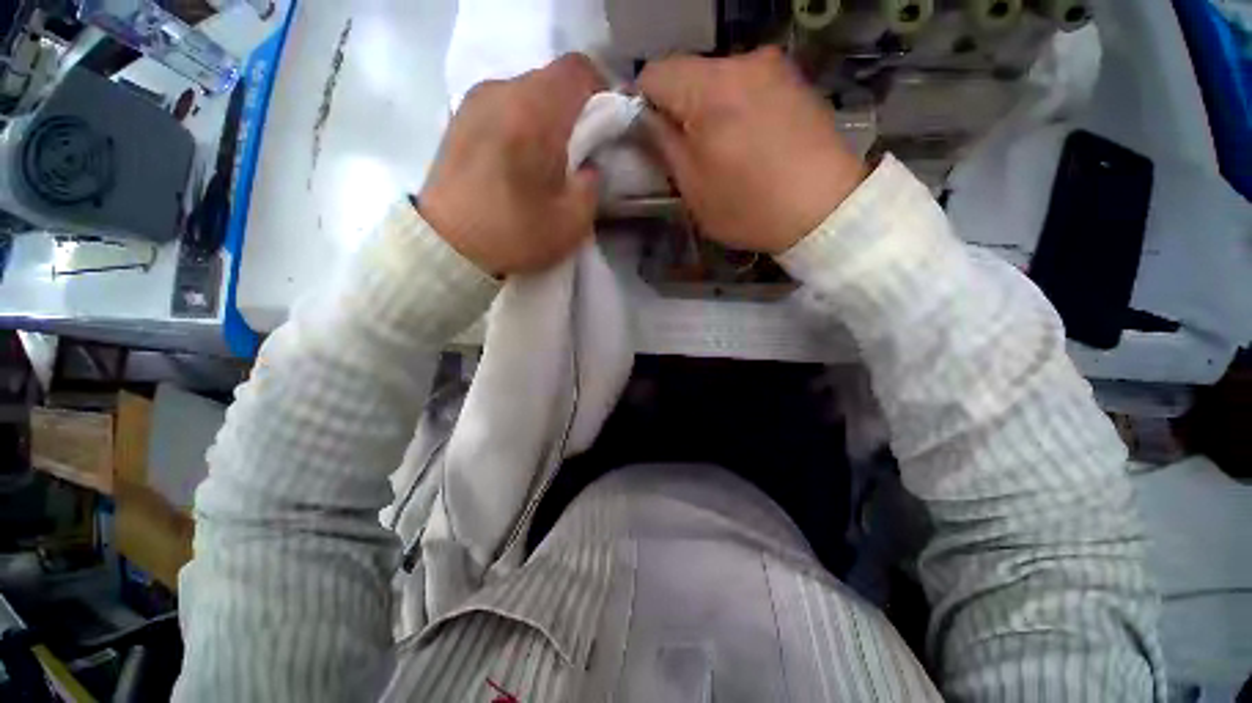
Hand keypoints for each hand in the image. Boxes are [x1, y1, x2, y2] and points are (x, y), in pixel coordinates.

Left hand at [418, 54, 604, 275]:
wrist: (446, 246)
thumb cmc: (513, 235)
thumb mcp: (572, 223)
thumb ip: (592, 186)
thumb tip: (588, 167)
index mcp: (533, 113)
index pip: (577, 69)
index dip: (600, 90)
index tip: (604, 124)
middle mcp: (501, 92)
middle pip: (551, 79)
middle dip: (573, 108)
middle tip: (578, 149)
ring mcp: (474, 101)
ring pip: (526, 91)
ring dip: (546, 117)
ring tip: (546, 158)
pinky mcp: (458, 116)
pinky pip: (503, 104)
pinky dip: (520, 122)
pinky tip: (518, 158)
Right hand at [638, 47, 867, 253]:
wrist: (826, 209)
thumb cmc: (750, 206)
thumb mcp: (693, 187)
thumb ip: (663, 145)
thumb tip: (647, 118)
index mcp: (710, 88)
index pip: (654, 74)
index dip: (642, 104)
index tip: (649, 136)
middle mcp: (742, 62)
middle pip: (688, 73)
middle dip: (677, 107)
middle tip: (685, 151)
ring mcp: (774, 67)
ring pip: (718, 79)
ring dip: (707, 108)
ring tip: (721, 149)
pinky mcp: (795, 80)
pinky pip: (747, 85)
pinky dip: (736, 107)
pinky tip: (749, 141)